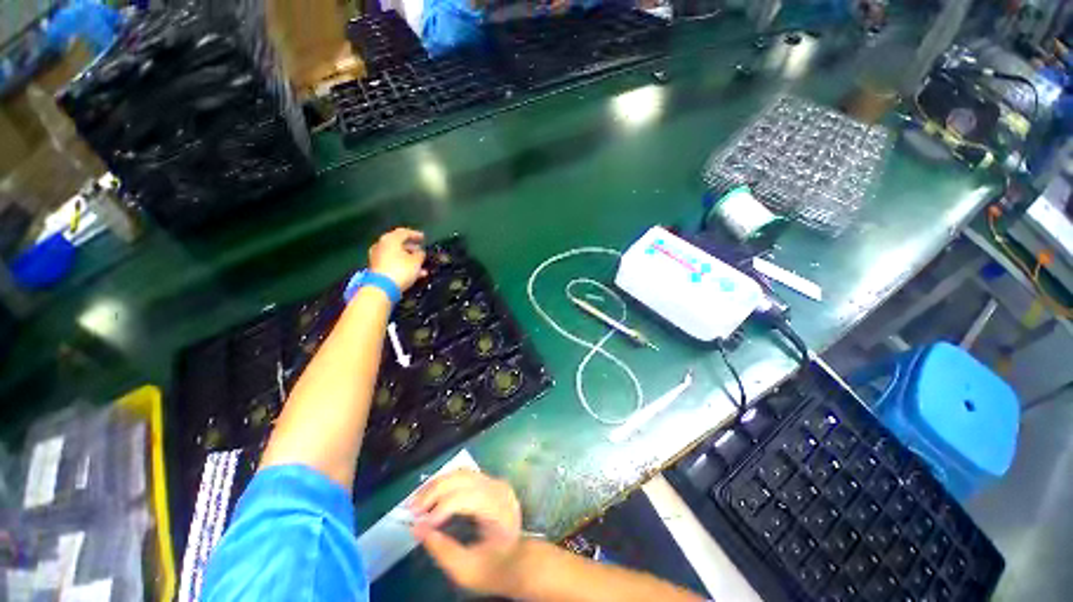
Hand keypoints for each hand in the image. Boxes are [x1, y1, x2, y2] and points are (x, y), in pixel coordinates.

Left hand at [368, 227, 426, 291]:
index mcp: (390, 239)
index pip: (404, 232)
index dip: (415, 234)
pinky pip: (393, 263)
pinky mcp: (377, 268)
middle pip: (398, 243)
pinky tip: (414, 273)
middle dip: (411, 248)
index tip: (424, 238)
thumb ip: (420, 254)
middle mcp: (381, 245)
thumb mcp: (416, 261)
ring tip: (421, 265)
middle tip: (421, 251)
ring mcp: (377, 256)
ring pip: (396, 254)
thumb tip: (419, 252)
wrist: (382, 288)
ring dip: (408, 258)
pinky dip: (403, 265)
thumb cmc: (401, 270)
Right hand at [410, 469, 524, 595]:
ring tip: (416, 501)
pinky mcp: (489, 482)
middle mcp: (497, 488)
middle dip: (434, 491)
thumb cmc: (493, 568)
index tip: (418, 523)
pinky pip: (463, 476)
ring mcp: (494, 482)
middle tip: (411, 508)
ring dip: (437, 484)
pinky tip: (430, 495)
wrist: (517, 561)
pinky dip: (445, 483)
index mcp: (498, 508)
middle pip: (462, 478)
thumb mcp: (466, 569)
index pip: (467, 497)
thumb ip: (441, 549)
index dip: (441, 507)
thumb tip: (416, 528)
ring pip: (461, 473)